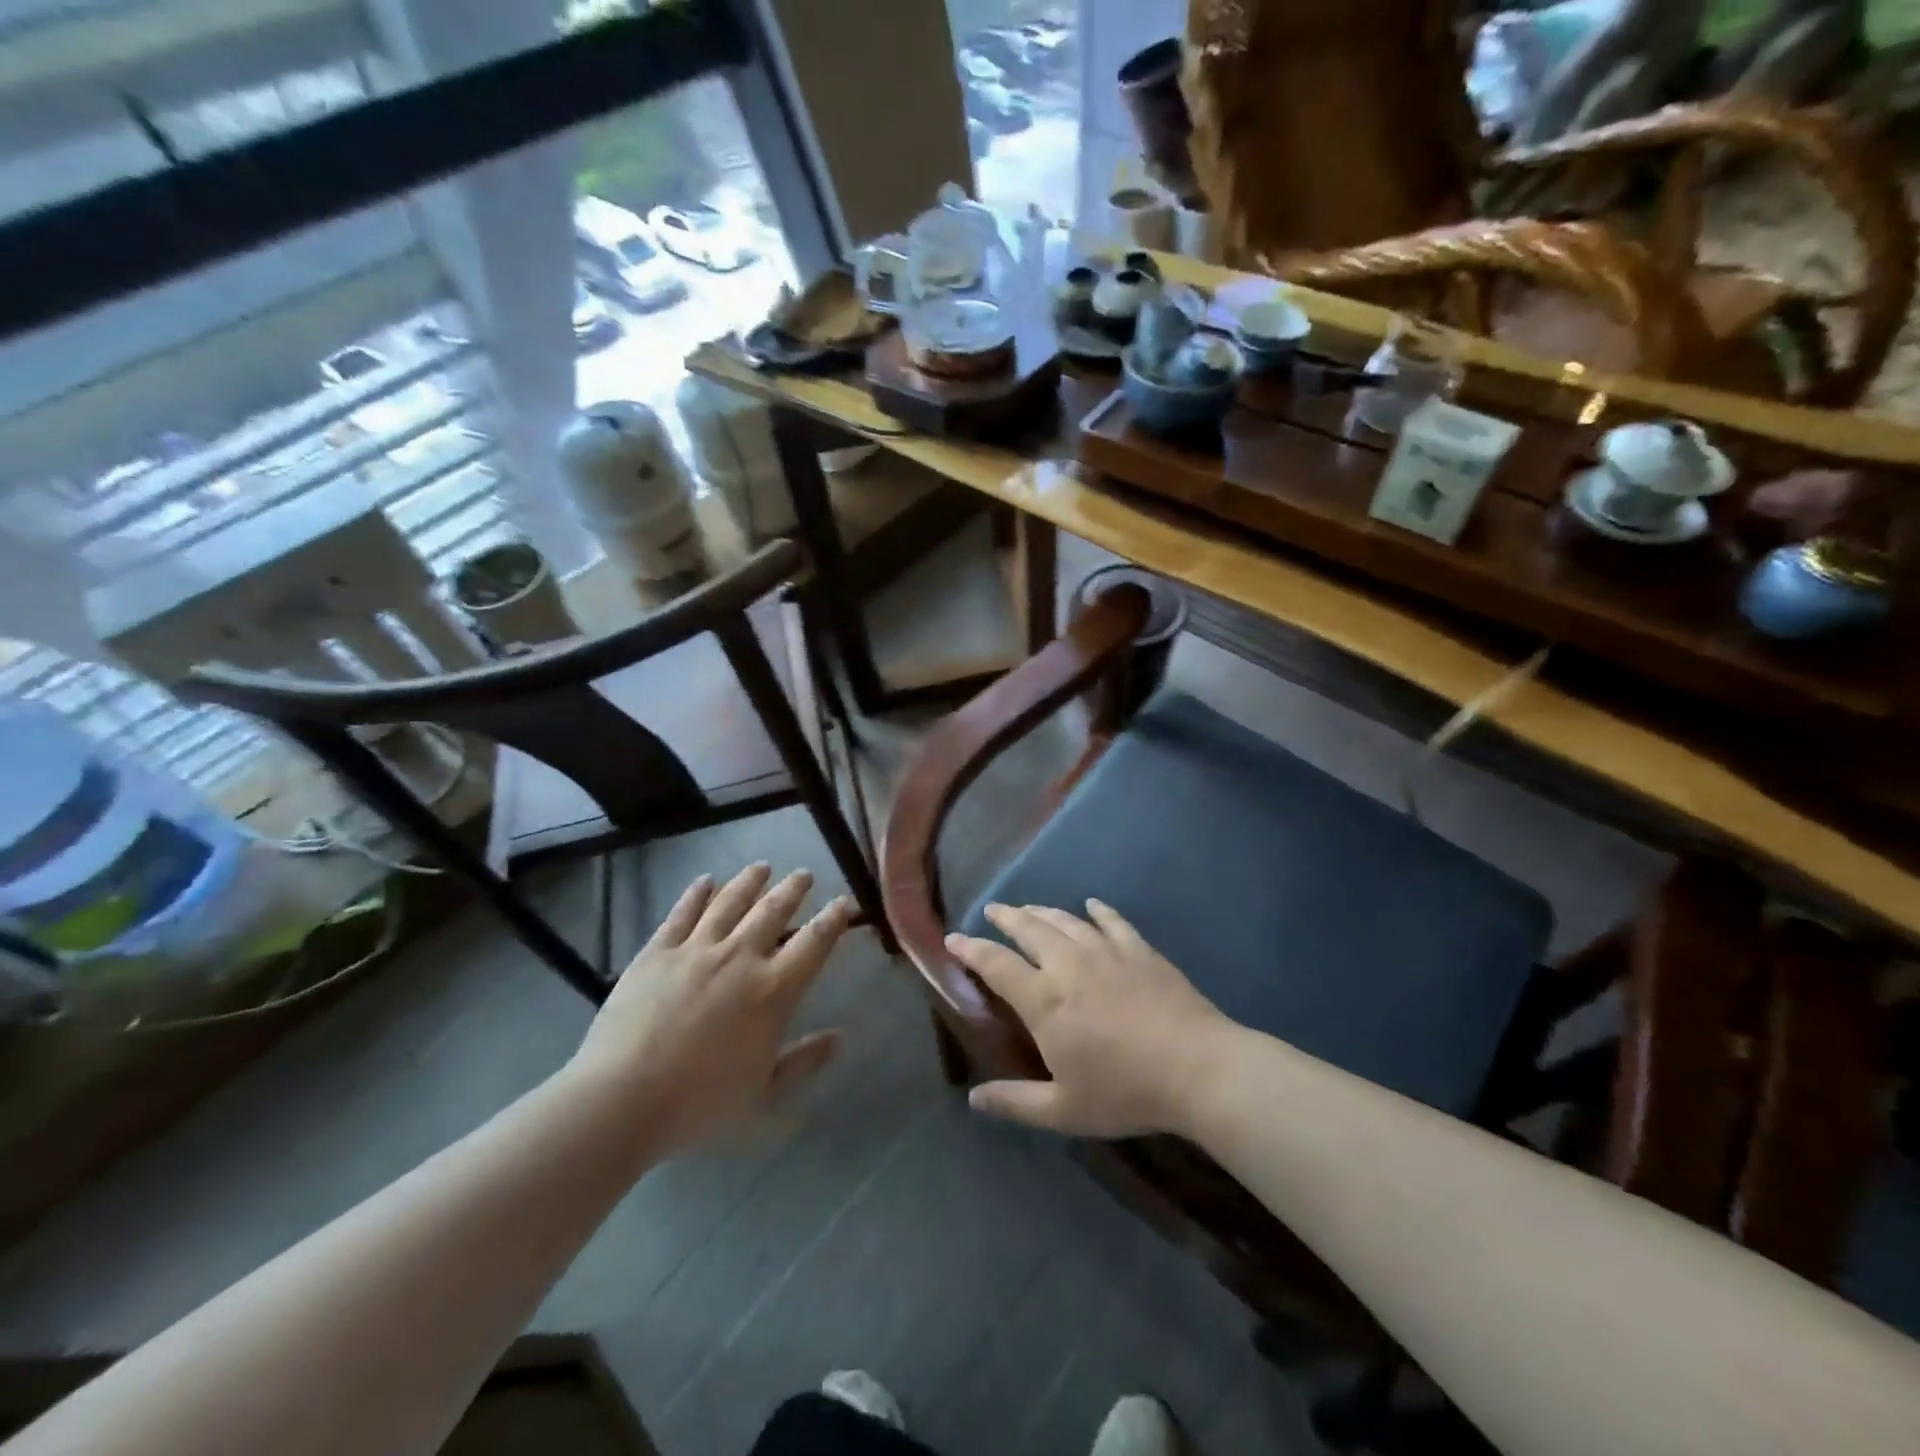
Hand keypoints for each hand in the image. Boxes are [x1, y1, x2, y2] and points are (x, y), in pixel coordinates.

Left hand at [567, 864, 853, 1158]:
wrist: (622, 1099)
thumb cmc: (700, 1103)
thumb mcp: (763, 1092)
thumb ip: (804, 1061)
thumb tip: (840, 1038)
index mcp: (772, 990)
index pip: (814, 943)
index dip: (833, 919)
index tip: (844, 903)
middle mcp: (740, 957)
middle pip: (773, 911)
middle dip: (793, 889)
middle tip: (804, 874)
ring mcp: (696, 950)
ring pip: (730, 902)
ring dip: (750, 881)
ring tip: (762, 867)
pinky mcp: (658, 952)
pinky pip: (682, 913)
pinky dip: (697, 893)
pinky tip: (705, 881)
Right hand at [946, 901, 1234, 1137]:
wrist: (1197, 1068)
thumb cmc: (1125, 1091)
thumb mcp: (1064, 1110)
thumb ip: (1015, 1102)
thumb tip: (973, 1099)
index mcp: (1044, 1000)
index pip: (996, 964)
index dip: (970, 949)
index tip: (953, 938)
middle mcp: (1068, 964)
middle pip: (1029, 929)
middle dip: (1006, 917)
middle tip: (993, 910)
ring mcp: (1106, 952)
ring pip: (1065, 921)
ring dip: (1042, 911)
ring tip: (1029, 908)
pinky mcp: (1139, 950)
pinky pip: (1112, 921)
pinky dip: (1098, 911)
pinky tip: (1092, 905)